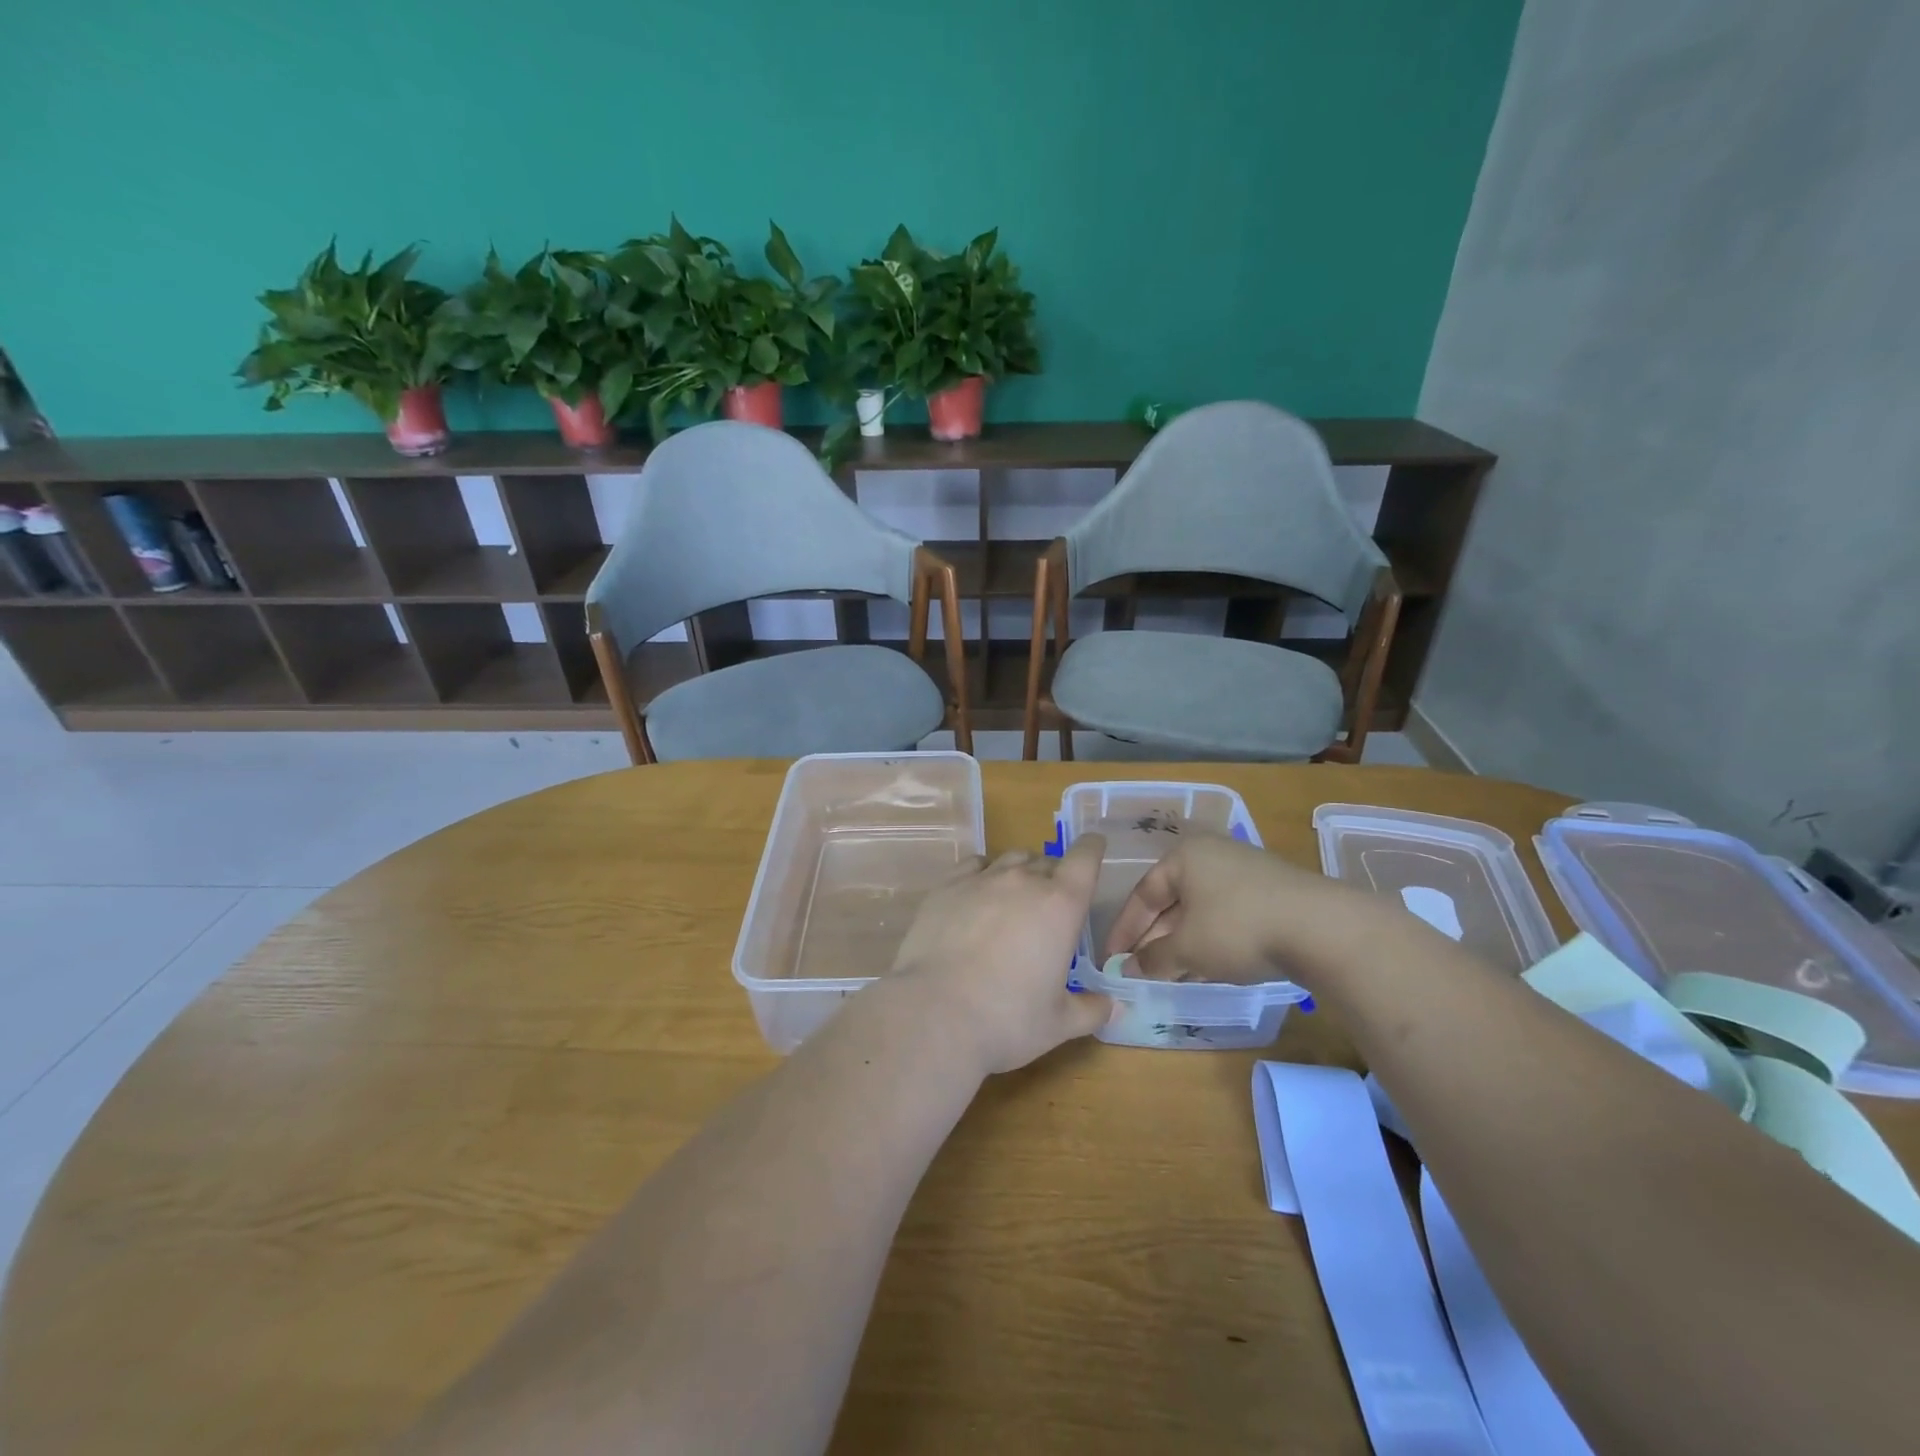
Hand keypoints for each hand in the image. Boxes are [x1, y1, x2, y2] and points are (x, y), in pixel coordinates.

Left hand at [889, 836, 1114, 1074]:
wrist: (935, 1013)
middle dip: (1053, 877)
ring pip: (1010, 859)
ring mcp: (982, 879)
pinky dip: (983, 874)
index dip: (1092, 848)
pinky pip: (973, 865)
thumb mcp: (1059, 1023)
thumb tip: (1113, 1006)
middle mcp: (1023, 880)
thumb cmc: (1007, 1020)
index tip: (1093, 847)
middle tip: (1048, 908)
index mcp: (1061, 905)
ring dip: (1019, 873)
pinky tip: (977, 895)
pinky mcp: (947, 886)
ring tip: (1012, 901)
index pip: (1085, 858)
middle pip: (1047, 861)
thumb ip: (1091, 1009)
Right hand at [1101, 833, 1379, 985]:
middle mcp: (1212, 855)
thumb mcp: (1188, 948)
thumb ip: (1153, 959)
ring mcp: (1245, 872)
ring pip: (1200, 910)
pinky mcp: (1272, 892)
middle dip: (1154, 938)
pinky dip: (1211, 940)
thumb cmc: (1237, 927)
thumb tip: (1128, 969)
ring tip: (1169, 975)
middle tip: (1140, 971)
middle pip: (1172, 900)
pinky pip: (1226, 915)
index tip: (1111, 960)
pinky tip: (1207, 967)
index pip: (1143, 893)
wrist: (1322, 928)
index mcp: (1184, 855)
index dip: (1124, 930)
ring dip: (1181, 943)